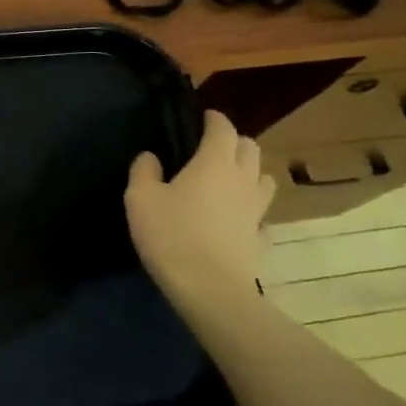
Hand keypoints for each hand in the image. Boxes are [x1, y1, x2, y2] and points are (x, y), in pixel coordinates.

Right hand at [125, 110, 274, 312]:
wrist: (209, 288)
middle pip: (250, 149)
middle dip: (234, 142)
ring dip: (250, 173)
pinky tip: (238, 220)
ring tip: (230, 180)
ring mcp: (257, 211)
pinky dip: (252, 212)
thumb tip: (151, 157)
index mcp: (214, 163)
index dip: (214, 119)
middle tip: (213, 147)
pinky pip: (262, 217)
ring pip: (264, 180)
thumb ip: (144, 171)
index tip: (204, 117)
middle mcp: (242, 180)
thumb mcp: (140, 198)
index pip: (223, 129)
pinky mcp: (261, 239)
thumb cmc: (171, 234)